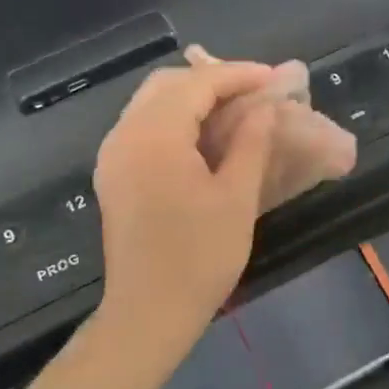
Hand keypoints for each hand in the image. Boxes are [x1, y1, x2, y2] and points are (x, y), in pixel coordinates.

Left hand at [94, 61, 277, 357]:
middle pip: (168, 85)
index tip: (276, 79)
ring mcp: (113, 155)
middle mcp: (124, 135)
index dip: (239, 75)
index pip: (197, 84)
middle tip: (256, 94)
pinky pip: (143, 128)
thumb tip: (265, 107)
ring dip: (194, 99)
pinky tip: (205, 138)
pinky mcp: (113, 175)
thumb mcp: (236, 198)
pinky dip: (176, 121)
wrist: (149, 312)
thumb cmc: (200, 257)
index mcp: (154, 136)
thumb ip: (251, 142)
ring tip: (237, 112)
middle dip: (214, 81)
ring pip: (152, 104)